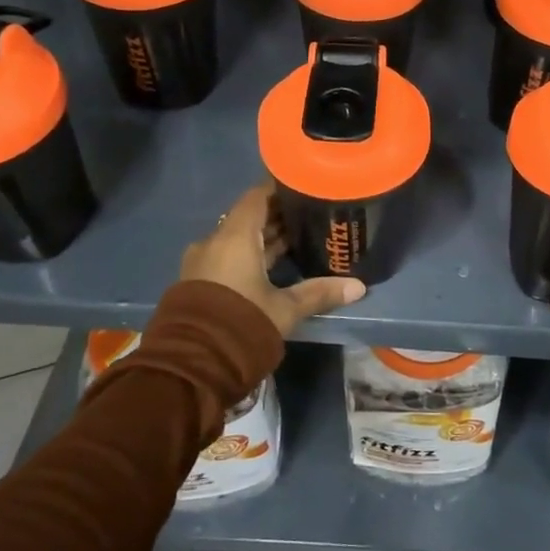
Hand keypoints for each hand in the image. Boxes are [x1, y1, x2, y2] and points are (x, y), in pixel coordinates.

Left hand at [180, 184, 365, 336]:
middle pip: (249, 217)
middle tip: (311, 213)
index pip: (258, 196)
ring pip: (238, 239)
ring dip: (265, 237)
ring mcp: (203, 262)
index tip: (305, 185)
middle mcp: (215, 242)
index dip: (281, 188)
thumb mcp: (285, 309)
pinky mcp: (198, 282)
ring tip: (299, 237)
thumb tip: (359, 286)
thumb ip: (319, 293)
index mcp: (235, 237)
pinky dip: (251, 254)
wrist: (190, 365)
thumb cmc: (241, 323)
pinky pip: (228, 256)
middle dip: (278, 215)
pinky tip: (274, 264)